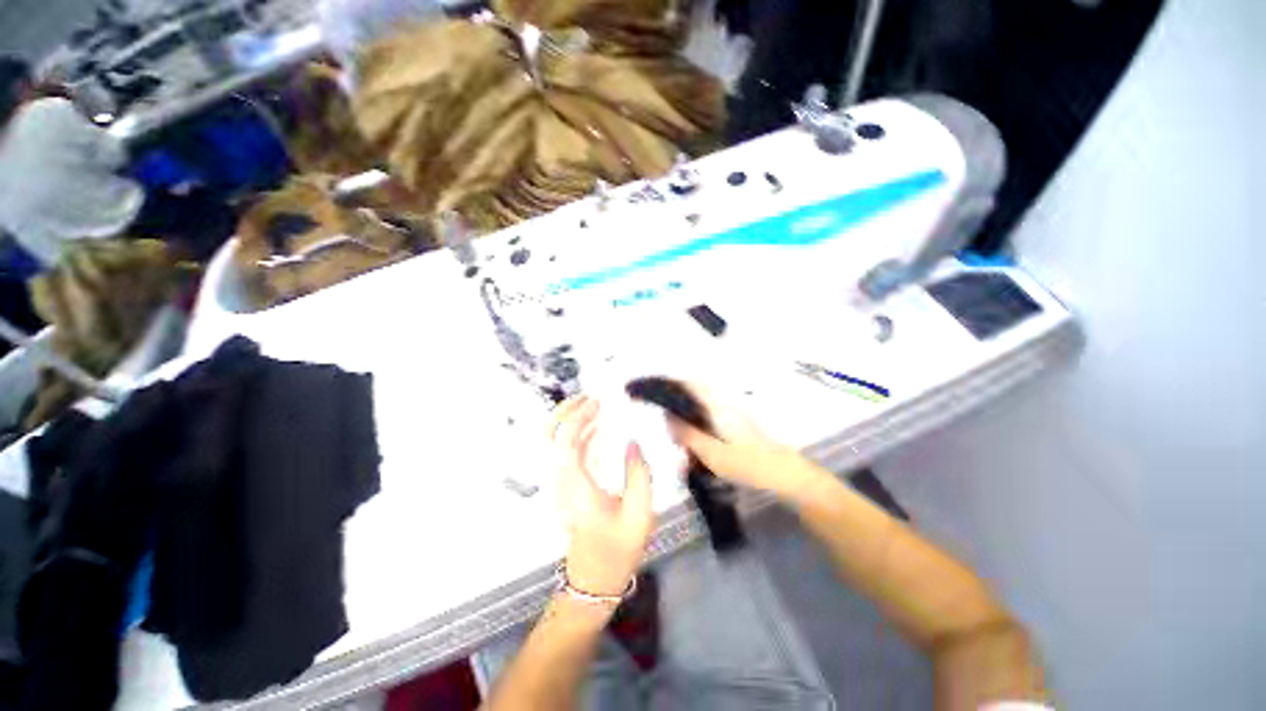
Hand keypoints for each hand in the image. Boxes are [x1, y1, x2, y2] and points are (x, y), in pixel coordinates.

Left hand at [551, 396, 654, 597]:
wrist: (594, 577)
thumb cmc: (618, 548)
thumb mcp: (639, 513)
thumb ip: (638, 474)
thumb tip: (633, 441)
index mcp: (576, 487)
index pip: (565, 442)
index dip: (578, 417)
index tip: (598, 402)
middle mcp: (560, 480)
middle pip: (548, 436)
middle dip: (565, 411)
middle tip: (591, 397)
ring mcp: (560, 482)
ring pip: (554, 441)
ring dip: (571, 419)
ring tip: (596, 406)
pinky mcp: (565, 484)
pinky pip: (566, 450)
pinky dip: (577, 432)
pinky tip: (597, 427)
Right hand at [666, 383, 829, 505]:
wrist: (786, 475)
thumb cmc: (748, 464)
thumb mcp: (712, 454)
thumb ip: (688, 435)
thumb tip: (668, 417)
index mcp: (718, 406)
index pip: (692, 383)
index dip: (674, 383)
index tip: (658, 392)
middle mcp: (725, 404)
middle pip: (696, 395)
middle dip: (679, 406)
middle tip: (669, 429)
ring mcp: (734, 414)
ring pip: (704, 408)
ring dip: (690, 420)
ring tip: (681, 442)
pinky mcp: (739, 425)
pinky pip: (712, 419)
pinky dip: (700, 428)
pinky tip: (698, 449)